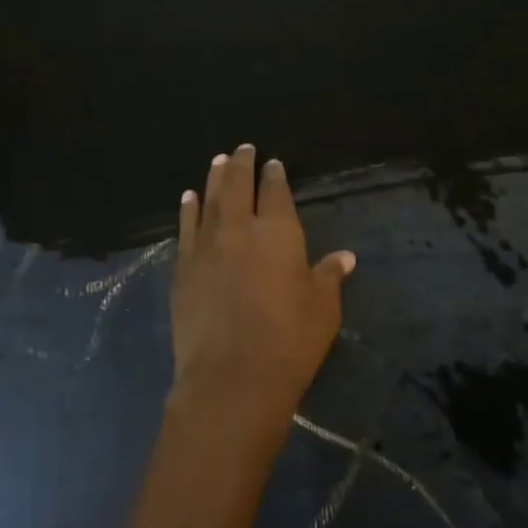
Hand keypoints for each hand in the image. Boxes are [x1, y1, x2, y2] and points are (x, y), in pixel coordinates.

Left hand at [169, 145, 355, 466]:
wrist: (231, 378)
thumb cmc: (289, 342)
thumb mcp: (322, 309)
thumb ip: (328, 276)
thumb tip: (344, 256)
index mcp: (278, 232)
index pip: (276, 192)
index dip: (275, 175)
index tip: (273, 163)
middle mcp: (239, 228)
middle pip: (237, 185)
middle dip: (241, 164)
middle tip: (242, 148)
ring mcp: (206, 246)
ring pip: (209, 200)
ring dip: (214, 178)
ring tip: (216, 161)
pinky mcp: (183, 268)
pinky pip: (185, 228)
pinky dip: (188, 209)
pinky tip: (188, 198)